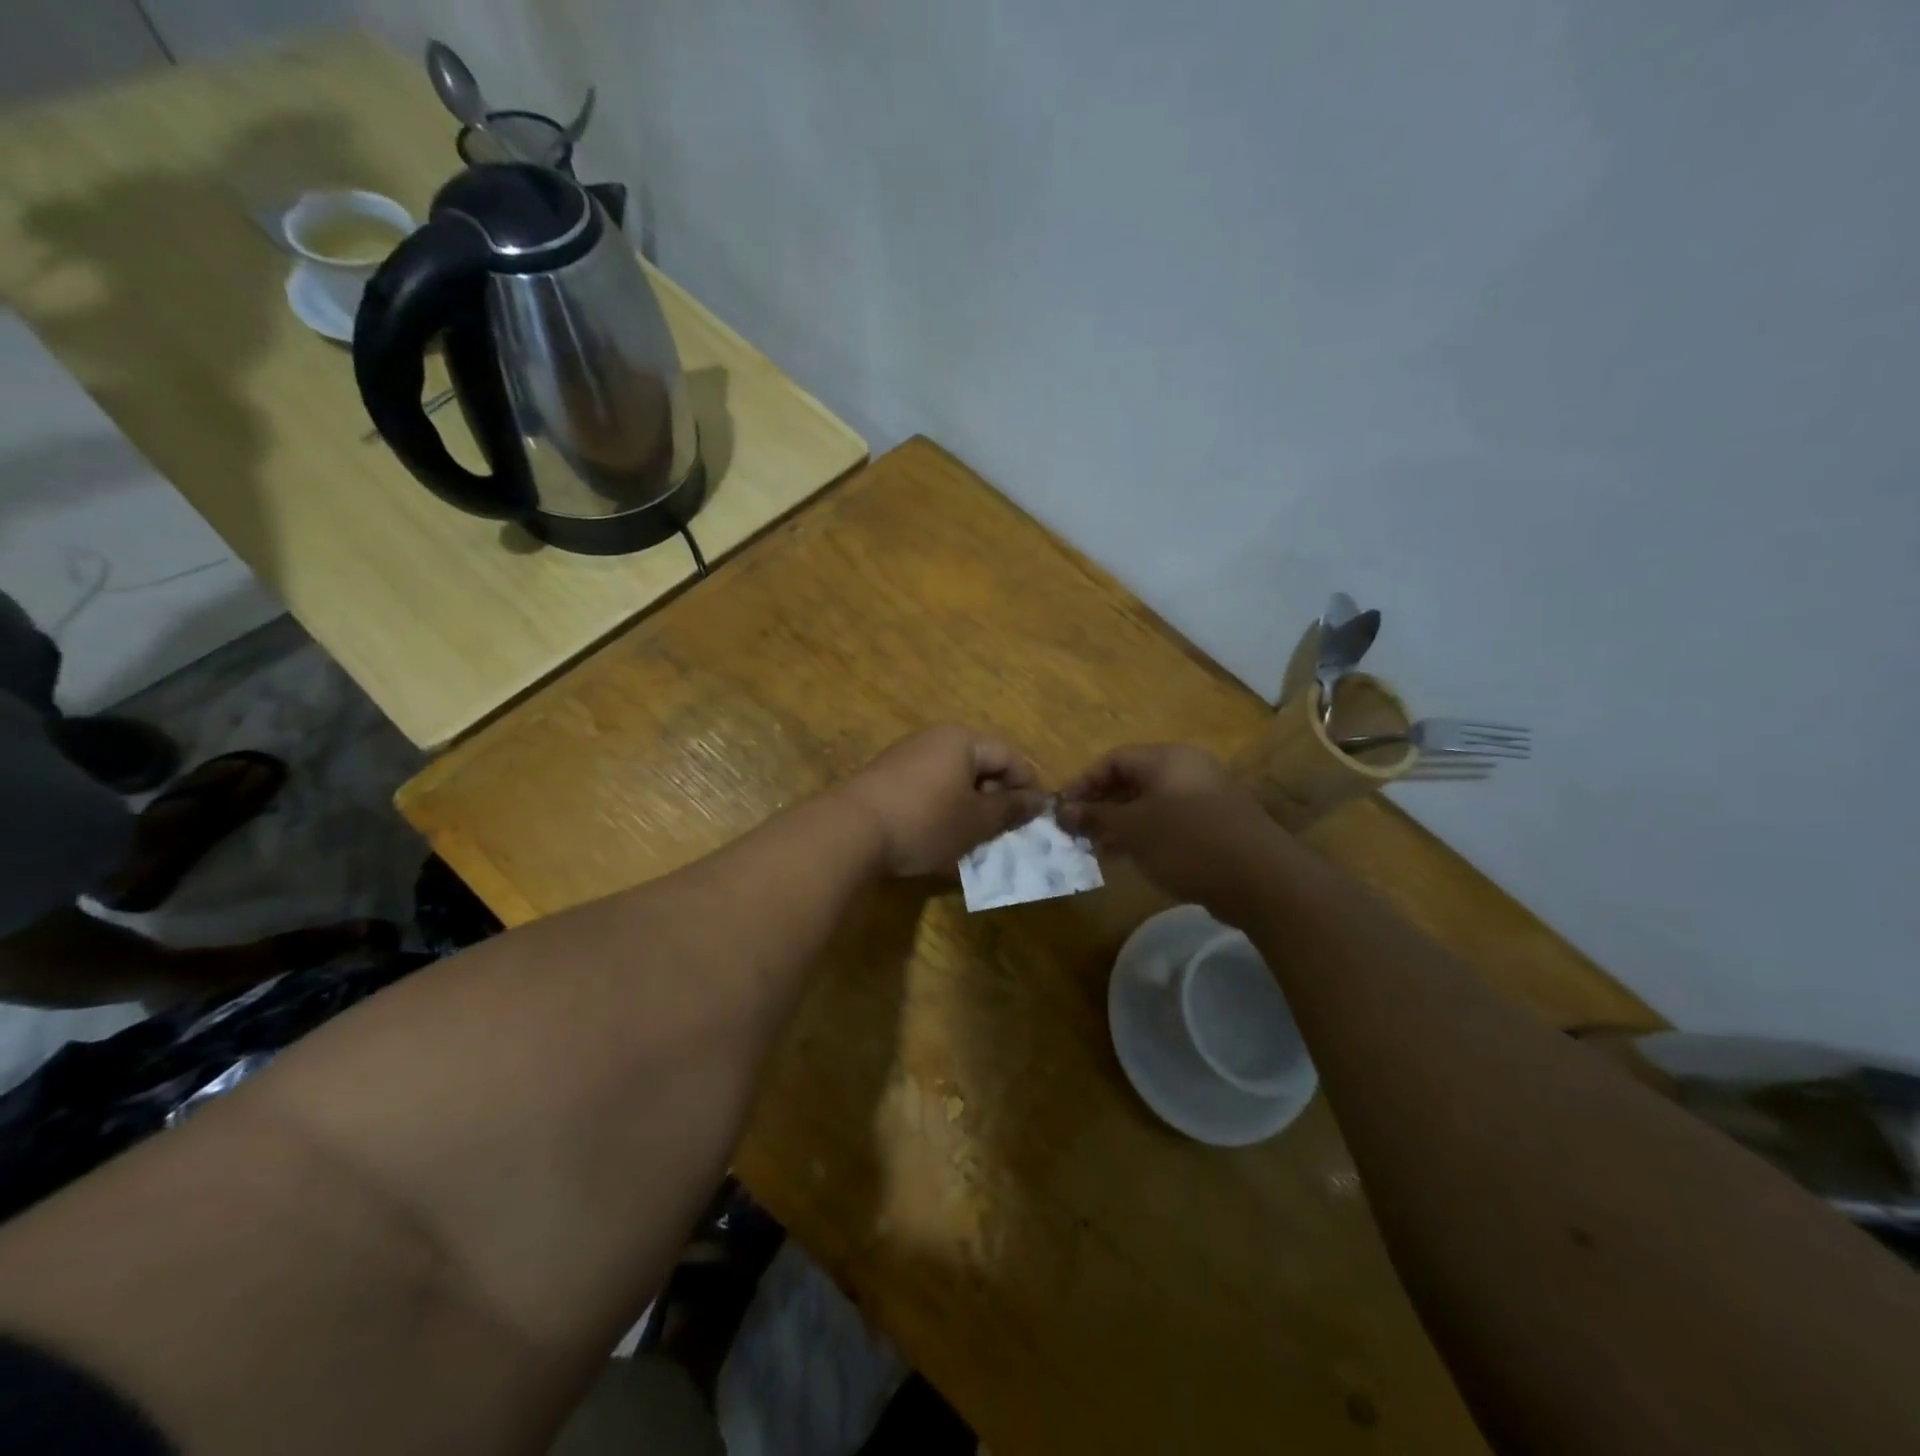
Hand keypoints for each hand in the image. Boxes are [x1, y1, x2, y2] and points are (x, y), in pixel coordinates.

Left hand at [841, 726, 1046, 877]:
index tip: (1034, 818)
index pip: (1009, 755)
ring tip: (974, 839)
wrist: (851, 831)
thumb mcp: (976, 821)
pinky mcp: (886, 778)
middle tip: (1005, 831)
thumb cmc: (926, 821)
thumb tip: (1039, 800)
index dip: (1027, 785)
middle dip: (996, 798)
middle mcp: (934, 739)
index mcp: (962, 740)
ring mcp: (906, 756)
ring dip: (969, 807)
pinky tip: (940, 838)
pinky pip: (928, 788)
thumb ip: (1010, 809)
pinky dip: (942, 809)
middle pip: (980, 764)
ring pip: (953, 779)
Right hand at [1058, 743, 1278, 915]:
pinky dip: (1145, 834)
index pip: (1113, 759)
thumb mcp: (1133, 829)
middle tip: (1077, 832)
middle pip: (1132, 780)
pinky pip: (1169, 821)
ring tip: (1097, 849)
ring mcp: (1204, 797)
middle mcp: (1187, 770)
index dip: (1084, 782)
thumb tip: (1063, 810)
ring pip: (1150, 803)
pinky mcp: (1215, 825)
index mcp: (1167, 759)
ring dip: (1120, 823)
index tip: (1063, 810)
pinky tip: (1130, 858)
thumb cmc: (1188, 842)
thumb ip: (1096, 817)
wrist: (1261, 880)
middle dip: (1101, 805)